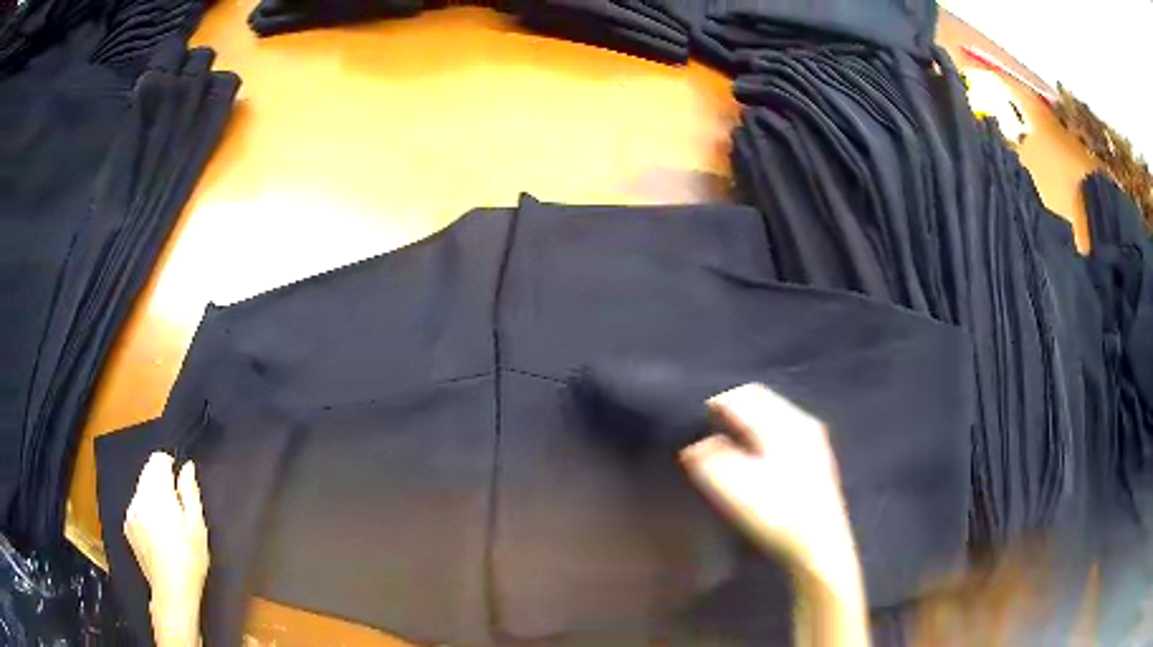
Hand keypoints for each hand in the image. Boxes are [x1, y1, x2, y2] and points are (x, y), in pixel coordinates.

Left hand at [124, 452, 207, 646]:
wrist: (171, 591)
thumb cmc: (190, 559)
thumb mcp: (197, 527)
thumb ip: (190, 493)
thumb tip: (187, 467)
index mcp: (157, 493)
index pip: (157, 460)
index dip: (170, 466)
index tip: (180, 485)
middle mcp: (139, 496)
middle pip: (147, 472)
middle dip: (161, 482)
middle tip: (178, 508)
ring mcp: (130, 511)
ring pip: (141, 489)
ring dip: (153, 496)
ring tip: (168, 524)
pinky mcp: (127, 525)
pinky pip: (136, 506)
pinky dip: (146, 511)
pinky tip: (157, 534)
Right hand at [680, 383, 853, 565]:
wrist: (818, 548)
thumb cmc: (776, 514)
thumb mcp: (734, 487)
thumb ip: (710, 460)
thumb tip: (695, 446)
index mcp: (784, 424)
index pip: (744, 396)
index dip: (717, 404)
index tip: (695, 421)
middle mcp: (801, 424)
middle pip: (762, 402)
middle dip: (734, 411)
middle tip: (709, 430)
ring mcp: (813, 442)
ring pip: (774, 418)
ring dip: (749, 424)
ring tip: (727, 445)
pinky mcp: (816, 462)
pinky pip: (783, 434)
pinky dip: (763, 438)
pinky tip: (755, 461)